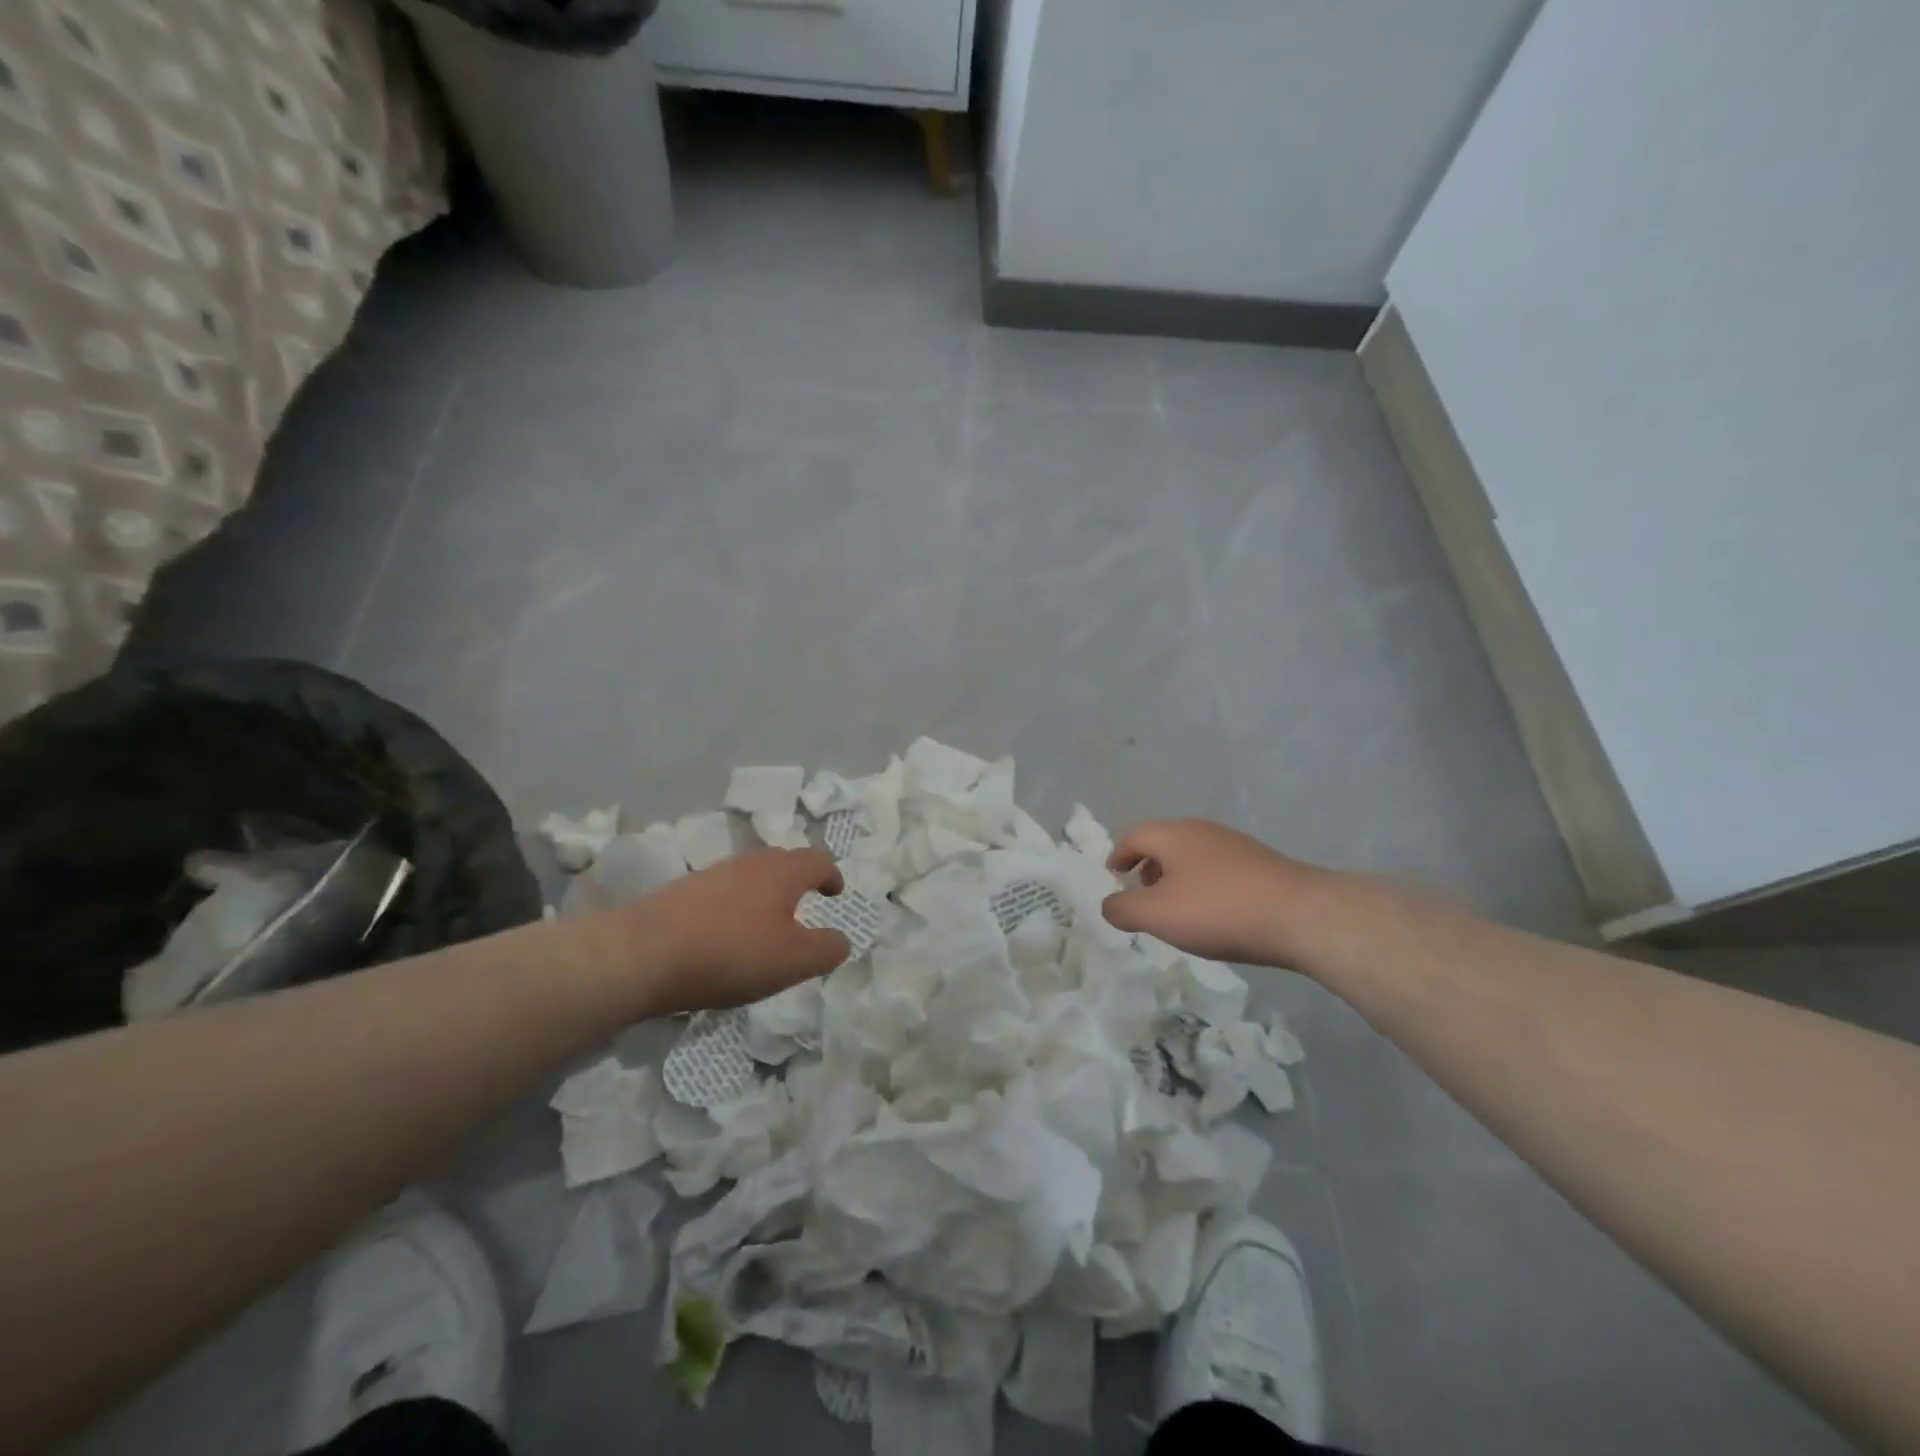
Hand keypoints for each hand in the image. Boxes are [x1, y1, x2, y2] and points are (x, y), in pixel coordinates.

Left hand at [630, 849, 850, 1015]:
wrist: (643, 953)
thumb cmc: (731, 953)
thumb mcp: (793, 961)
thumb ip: (826, 949)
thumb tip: (842, 941)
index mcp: (783, 872)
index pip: (818, 861)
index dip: (831, 875)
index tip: (835, 893)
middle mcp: (750, 862)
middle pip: (783, 861)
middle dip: (798, 880)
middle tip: (804, 904)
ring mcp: (713, 874)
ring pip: (750, 875)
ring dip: (765, 893)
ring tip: (765, 923)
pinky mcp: (683, 891)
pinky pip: (722, 891)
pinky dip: (735, 906)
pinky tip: (726, 934)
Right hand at [1102, 819, 1327, 966]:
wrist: (1301, 915)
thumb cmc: (1219, 910)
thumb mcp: (1158, 915)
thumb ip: (1123, 908)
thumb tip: (1109, 904)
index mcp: (1173, 834)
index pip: (1134, 836)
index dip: (1119, 855)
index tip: (1113, 874)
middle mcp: (1202, 831)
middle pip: (1165, 842)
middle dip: (1148, 865)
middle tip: (1142, 892)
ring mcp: (1236, 845)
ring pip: (1193, 856)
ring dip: (1177, 876)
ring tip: (1177, 908)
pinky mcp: (1261, 864)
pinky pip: (1218, 869)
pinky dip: (1204, 885)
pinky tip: (1215, 913)